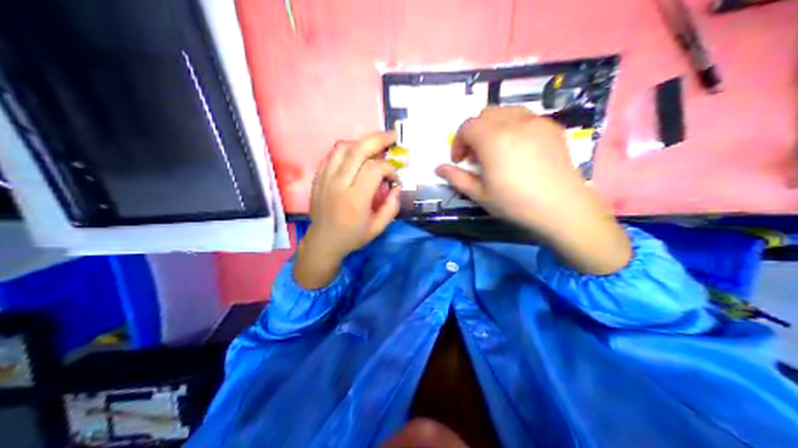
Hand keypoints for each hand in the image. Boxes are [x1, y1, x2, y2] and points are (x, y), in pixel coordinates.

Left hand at [294, 131, 402, 287]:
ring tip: (374, 144)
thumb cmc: (353, 235)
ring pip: (343, 147)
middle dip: (378, 139)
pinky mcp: (318, 176)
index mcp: (355, 198)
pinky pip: (332, 154)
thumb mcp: (378, 227)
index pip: (374, 168)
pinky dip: (346, 148)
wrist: (323, 241)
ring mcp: (326, 177)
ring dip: (361, 141)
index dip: (389, 168)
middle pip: (358, 150)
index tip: (394, 178)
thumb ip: (391, 206)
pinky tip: (356, 152)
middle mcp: (339, 183)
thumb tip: (396, 186)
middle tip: (391, 136)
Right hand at [435, 106, 628, 274]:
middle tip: (477, 155)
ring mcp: (535, 121)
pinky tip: (519, 148)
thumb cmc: (516, 204)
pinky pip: (526, 118)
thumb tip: (438, 168)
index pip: (467, 126)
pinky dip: (515, 126)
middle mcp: (513, 122)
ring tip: (498, 148)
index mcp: (492, 138)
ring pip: (507, 111)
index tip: (459, 160)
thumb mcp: (481, 195)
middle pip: (485, 114)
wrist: (562, 207)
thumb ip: (457, 178)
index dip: (458, 142)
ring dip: (495, 125)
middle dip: (475, 131)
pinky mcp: (552, 127)